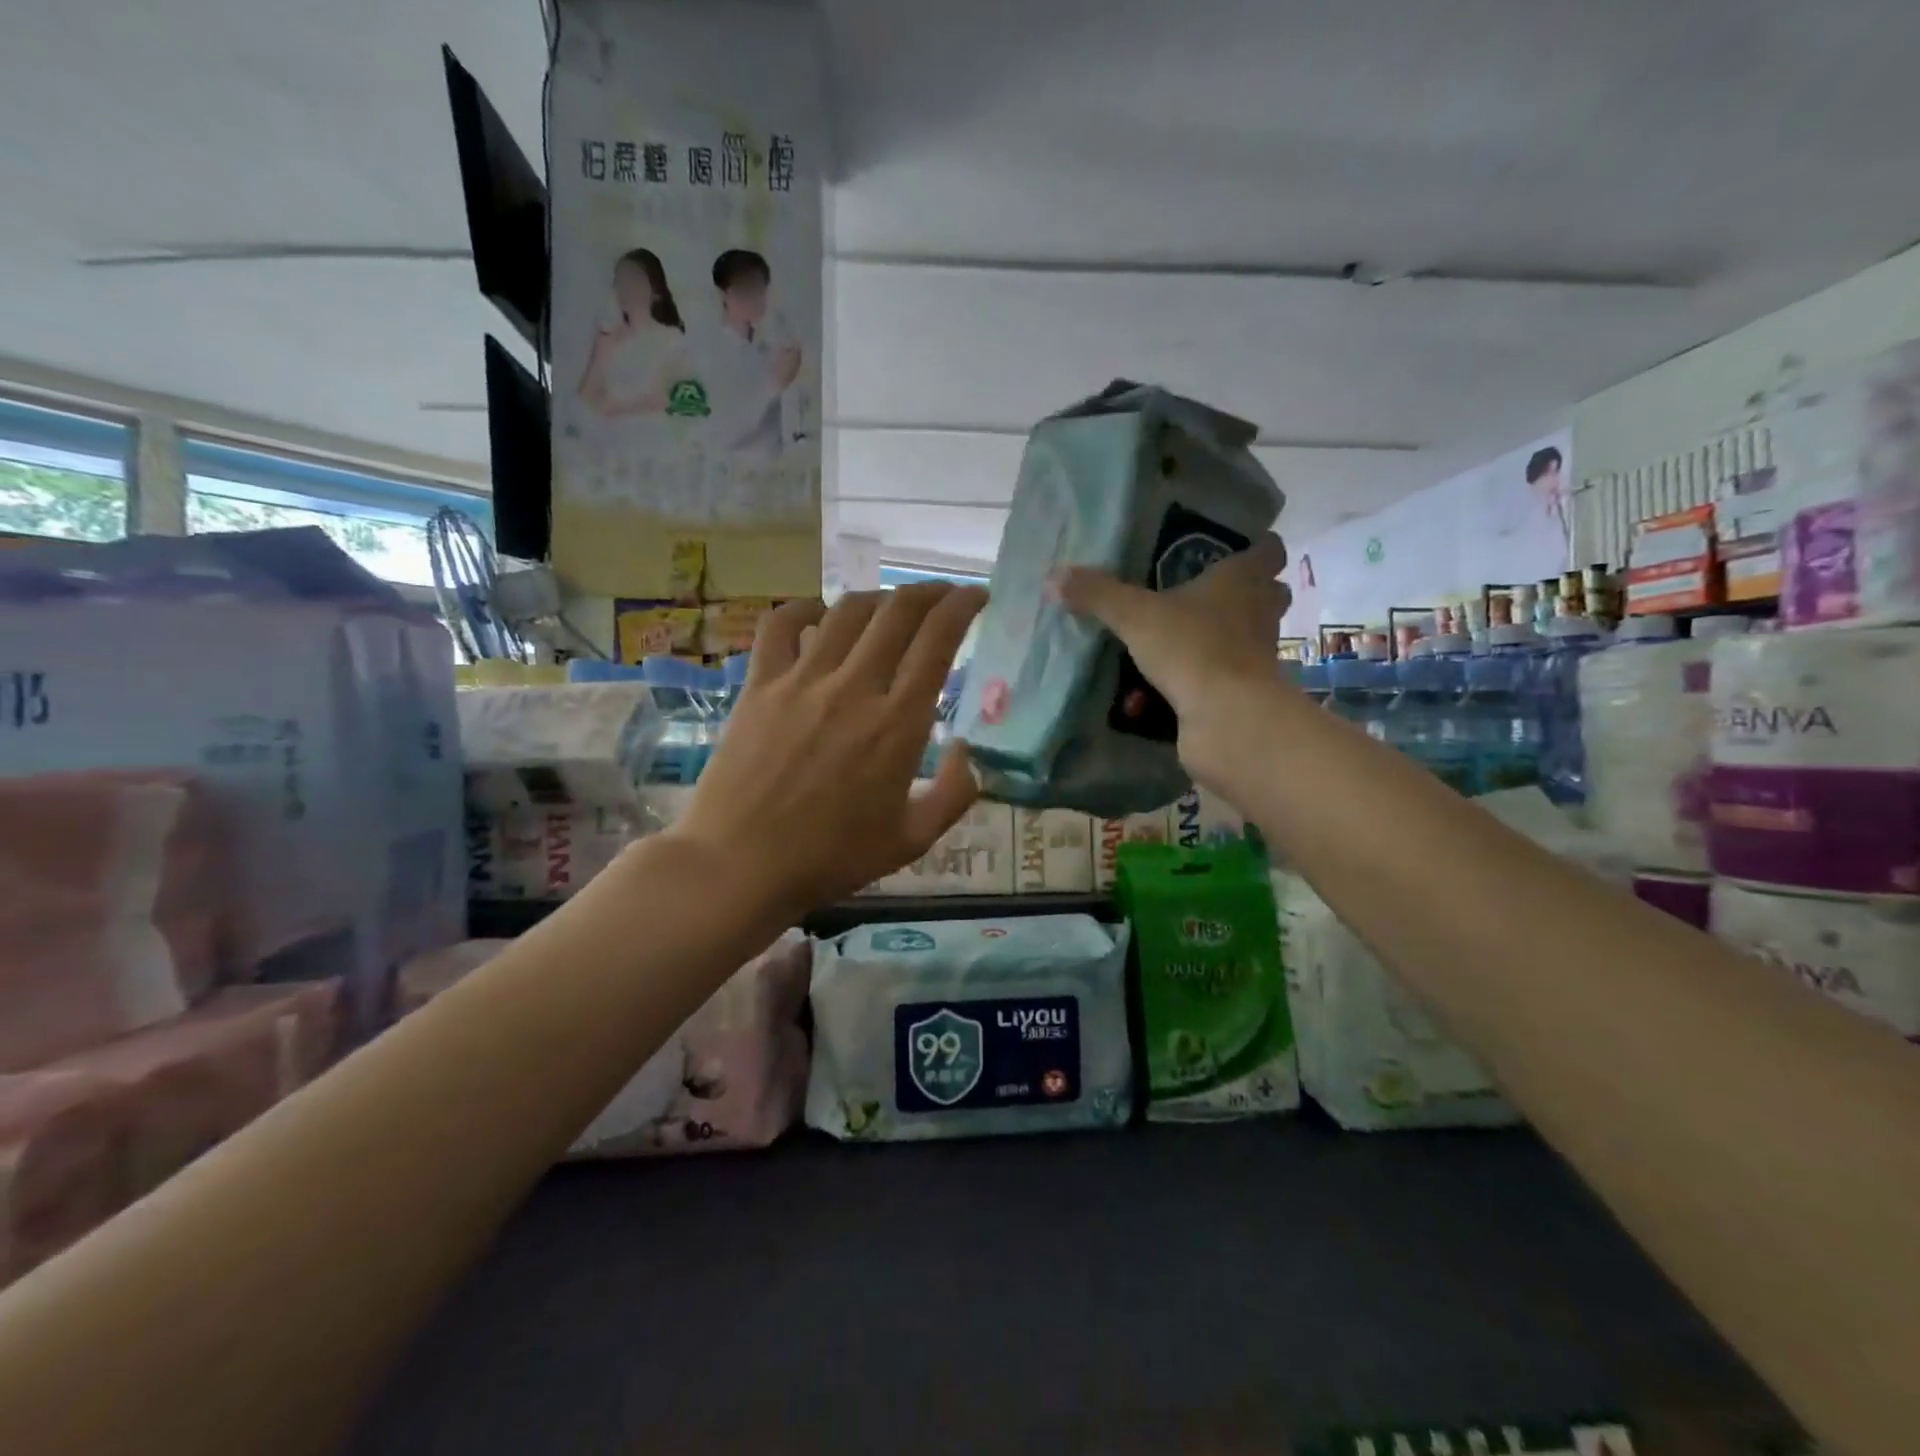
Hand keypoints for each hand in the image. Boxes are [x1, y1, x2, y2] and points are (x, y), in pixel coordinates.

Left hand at [669, 583, 986, 918]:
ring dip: (878, 597)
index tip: (977, 597)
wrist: (740, 865)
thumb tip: (971, 752)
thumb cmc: (830, 857)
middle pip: (897, 612)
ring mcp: (802, 680)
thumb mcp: (912, 840)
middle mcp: (853, 687)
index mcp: (897, 724)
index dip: (962, 606)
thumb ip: (954, 794)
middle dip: (929, 592)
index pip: (937, 640)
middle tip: (942, 595)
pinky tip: (819, 614)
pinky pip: (781, 624)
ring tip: (891, 607)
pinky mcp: (759, 684)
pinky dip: (805, 608)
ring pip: (847, 610)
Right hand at [1051, 534, 1290, 779]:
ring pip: (1250, 637)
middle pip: (1268, 594)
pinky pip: (1226, 677)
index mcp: (1241, 581)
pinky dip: (1206, 679)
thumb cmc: (1191, 648)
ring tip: (1185, 638)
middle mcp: (1259, 614)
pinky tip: (1174, 685)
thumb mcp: (1135, 616)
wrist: (1226, 718)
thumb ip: (1097, 595)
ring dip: (1225, 637)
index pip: (1267, 551)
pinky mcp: (1247, 693)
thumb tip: (1053, 576)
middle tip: (1205, 593)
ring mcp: (1258, 656)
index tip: (1237, 546)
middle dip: (1244, 594)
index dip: (1257, 546)